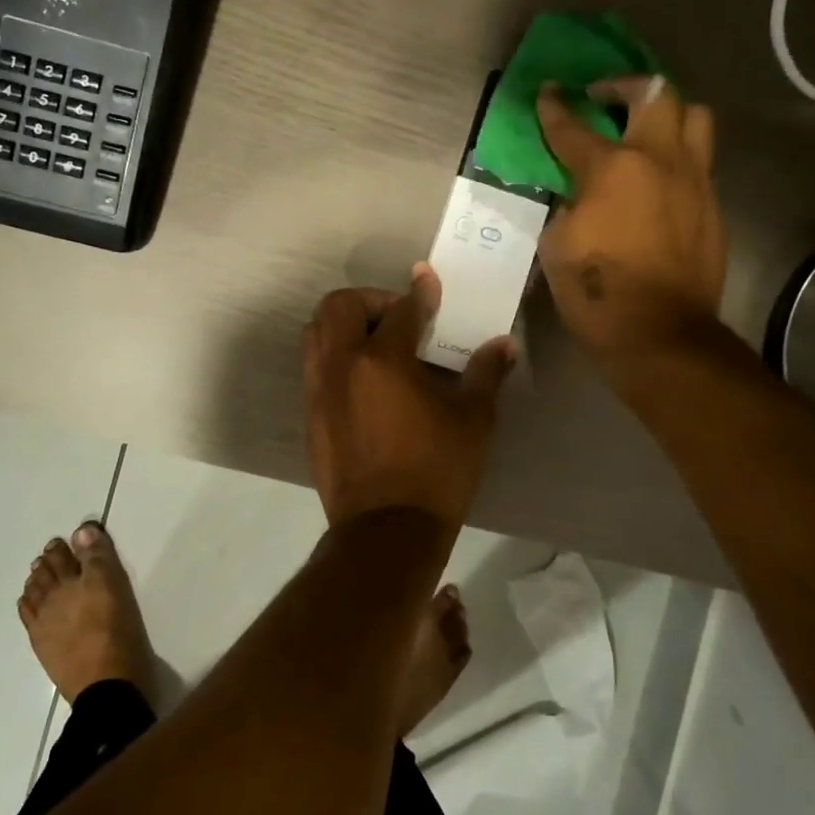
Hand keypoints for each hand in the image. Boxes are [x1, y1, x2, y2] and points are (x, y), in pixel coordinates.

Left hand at [303, 265, 514, 528]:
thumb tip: (503, 344)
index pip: (400, 309)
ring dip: (344, 325)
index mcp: (382, 361)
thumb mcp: (473, 421)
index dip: (420, 292)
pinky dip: (335, 356)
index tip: (428, 282)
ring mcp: (319, 391)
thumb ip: (485, 374)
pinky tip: (365, 381)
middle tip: (398, 319)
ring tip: (377, 344)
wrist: (386, 532)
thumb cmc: (437, 472)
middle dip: (369, 300)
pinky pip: (314, 366)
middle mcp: (341, 366)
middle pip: (339, 306)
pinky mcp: (311, 416)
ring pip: (316, 333)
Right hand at [535, 76, 725, 370]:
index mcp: (613, 168)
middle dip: (626, 86)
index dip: (555, 108)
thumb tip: (579, 193)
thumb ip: (568, 204)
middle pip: (657, 93)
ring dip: (667, 113)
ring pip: (695, 117)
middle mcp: (660, 161)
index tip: (548, 91)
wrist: (660, 334)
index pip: (574, 127)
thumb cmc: (596, 290)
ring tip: (644, 131)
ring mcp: (694, 181)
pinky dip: (677, 156)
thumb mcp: (557, 244)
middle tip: (606, 99)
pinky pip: (700, 161)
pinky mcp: (713, 206)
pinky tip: (658, 180)